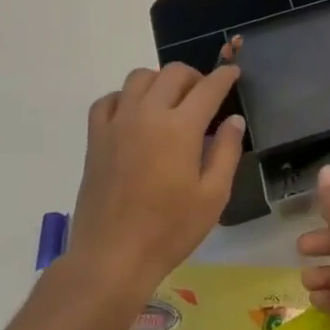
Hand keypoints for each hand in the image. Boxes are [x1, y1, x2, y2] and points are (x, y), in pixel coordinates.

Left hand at [68, 63, 244, 294]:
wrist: (113, 257)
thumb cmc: (170, 230)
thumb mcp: (213, 195)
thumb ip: (227, 151)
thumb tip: (234, 120)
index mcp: (181, 128)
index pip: (208, 88)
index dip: (224, 77)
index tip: (233, 72)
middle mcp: (147, 114)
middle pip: (172, 73)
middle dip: (194, 76)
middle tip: (204, 94)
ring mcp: (117, 123)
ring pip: (138, 78)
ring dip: (160, 81)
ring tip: (170, 101)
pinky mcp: (95, 138)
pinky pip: (108, 100)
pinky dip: (125, 97)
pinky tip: (134, 115)